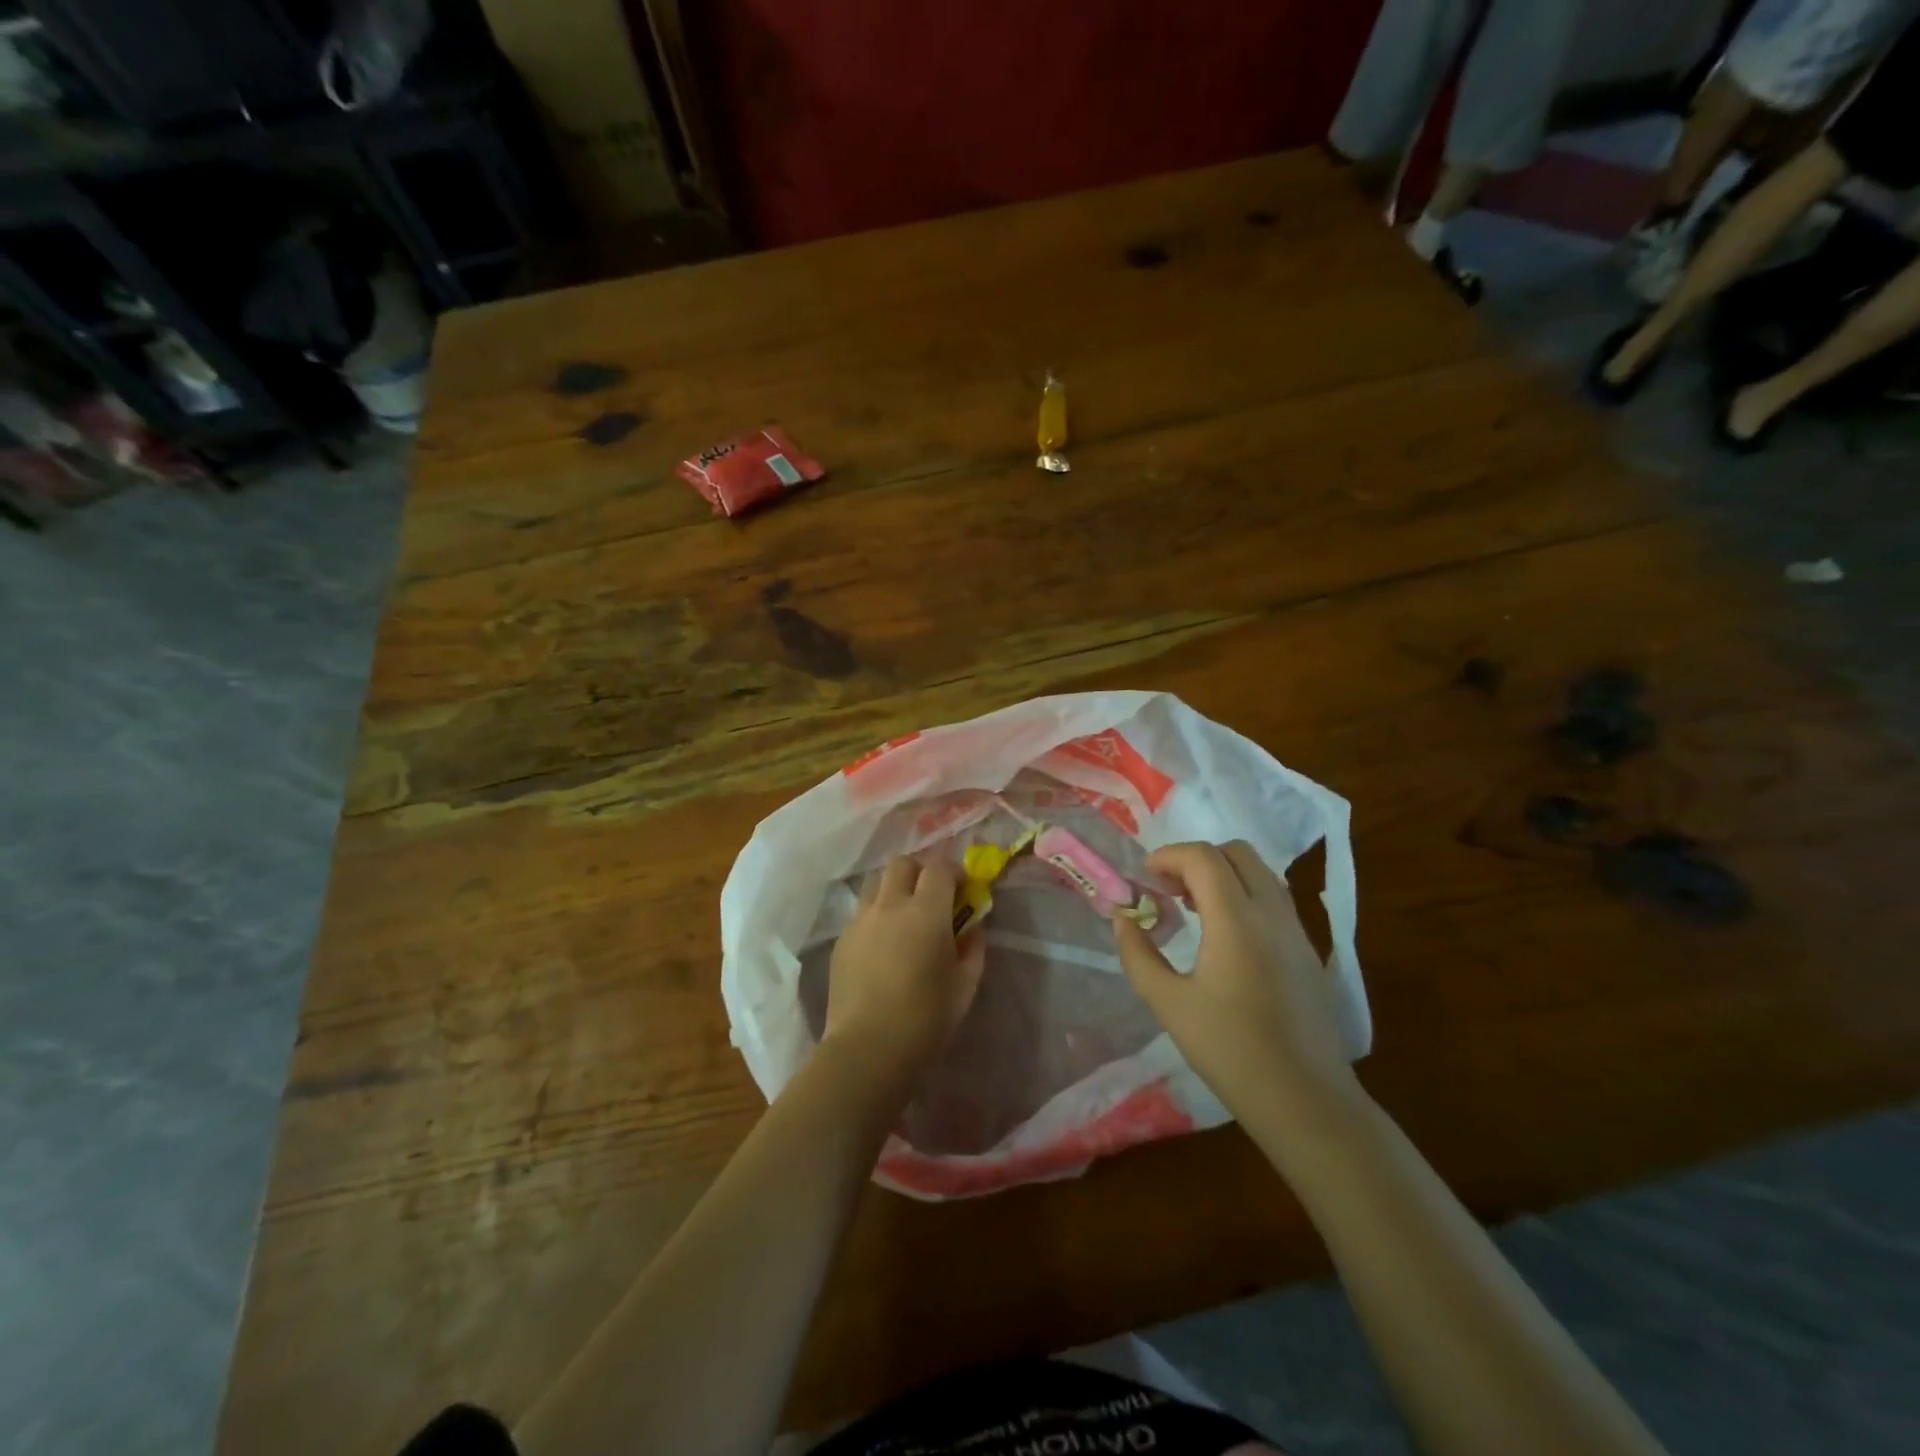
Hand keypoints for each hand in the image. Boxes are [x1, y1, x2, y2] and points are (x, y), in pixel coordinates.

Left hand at [824, 857, 985, 1076]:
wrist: (867, 1050)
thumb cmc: (925, 1020)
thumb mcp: (965, 987)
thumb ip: (973, 949)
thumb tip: (973, 928)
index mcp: (926, 912)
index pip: (939, 867)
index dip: (954, 872)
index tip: (963, 889)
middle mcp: (890, 905)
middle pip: (902, 863)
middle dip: (920, 871)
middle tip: (932, 897)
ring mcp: (860, 921)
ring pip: (876, 883)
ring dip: (894, 889)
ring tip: (904, 917)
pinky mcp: (842, 941)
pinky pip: (861, 913)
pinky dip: (876, 916)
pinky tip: (883, 946)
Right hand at [1113, 840, 1357, 1120]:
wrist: (1306, 1100)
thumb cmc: (1231, 1052)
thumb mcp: (1169, 1005)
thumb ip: (1138, 955)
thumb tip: (1123, 919)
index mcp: (1237, 921)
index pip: (1204, 857)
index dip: (1169, 856)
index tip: (1145, 878)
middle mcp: (1272, 913)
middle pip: (1236, 853)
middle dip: (1197, 859)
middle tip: (1169, 890)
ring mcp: (1297, 930)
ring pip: (1260, 872)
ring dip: (1222, 875)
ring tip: (1194, 909)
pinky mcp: (1309, 950)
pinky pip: (1274, 899)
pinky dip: (1244, 895)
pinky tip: (1225, 936)